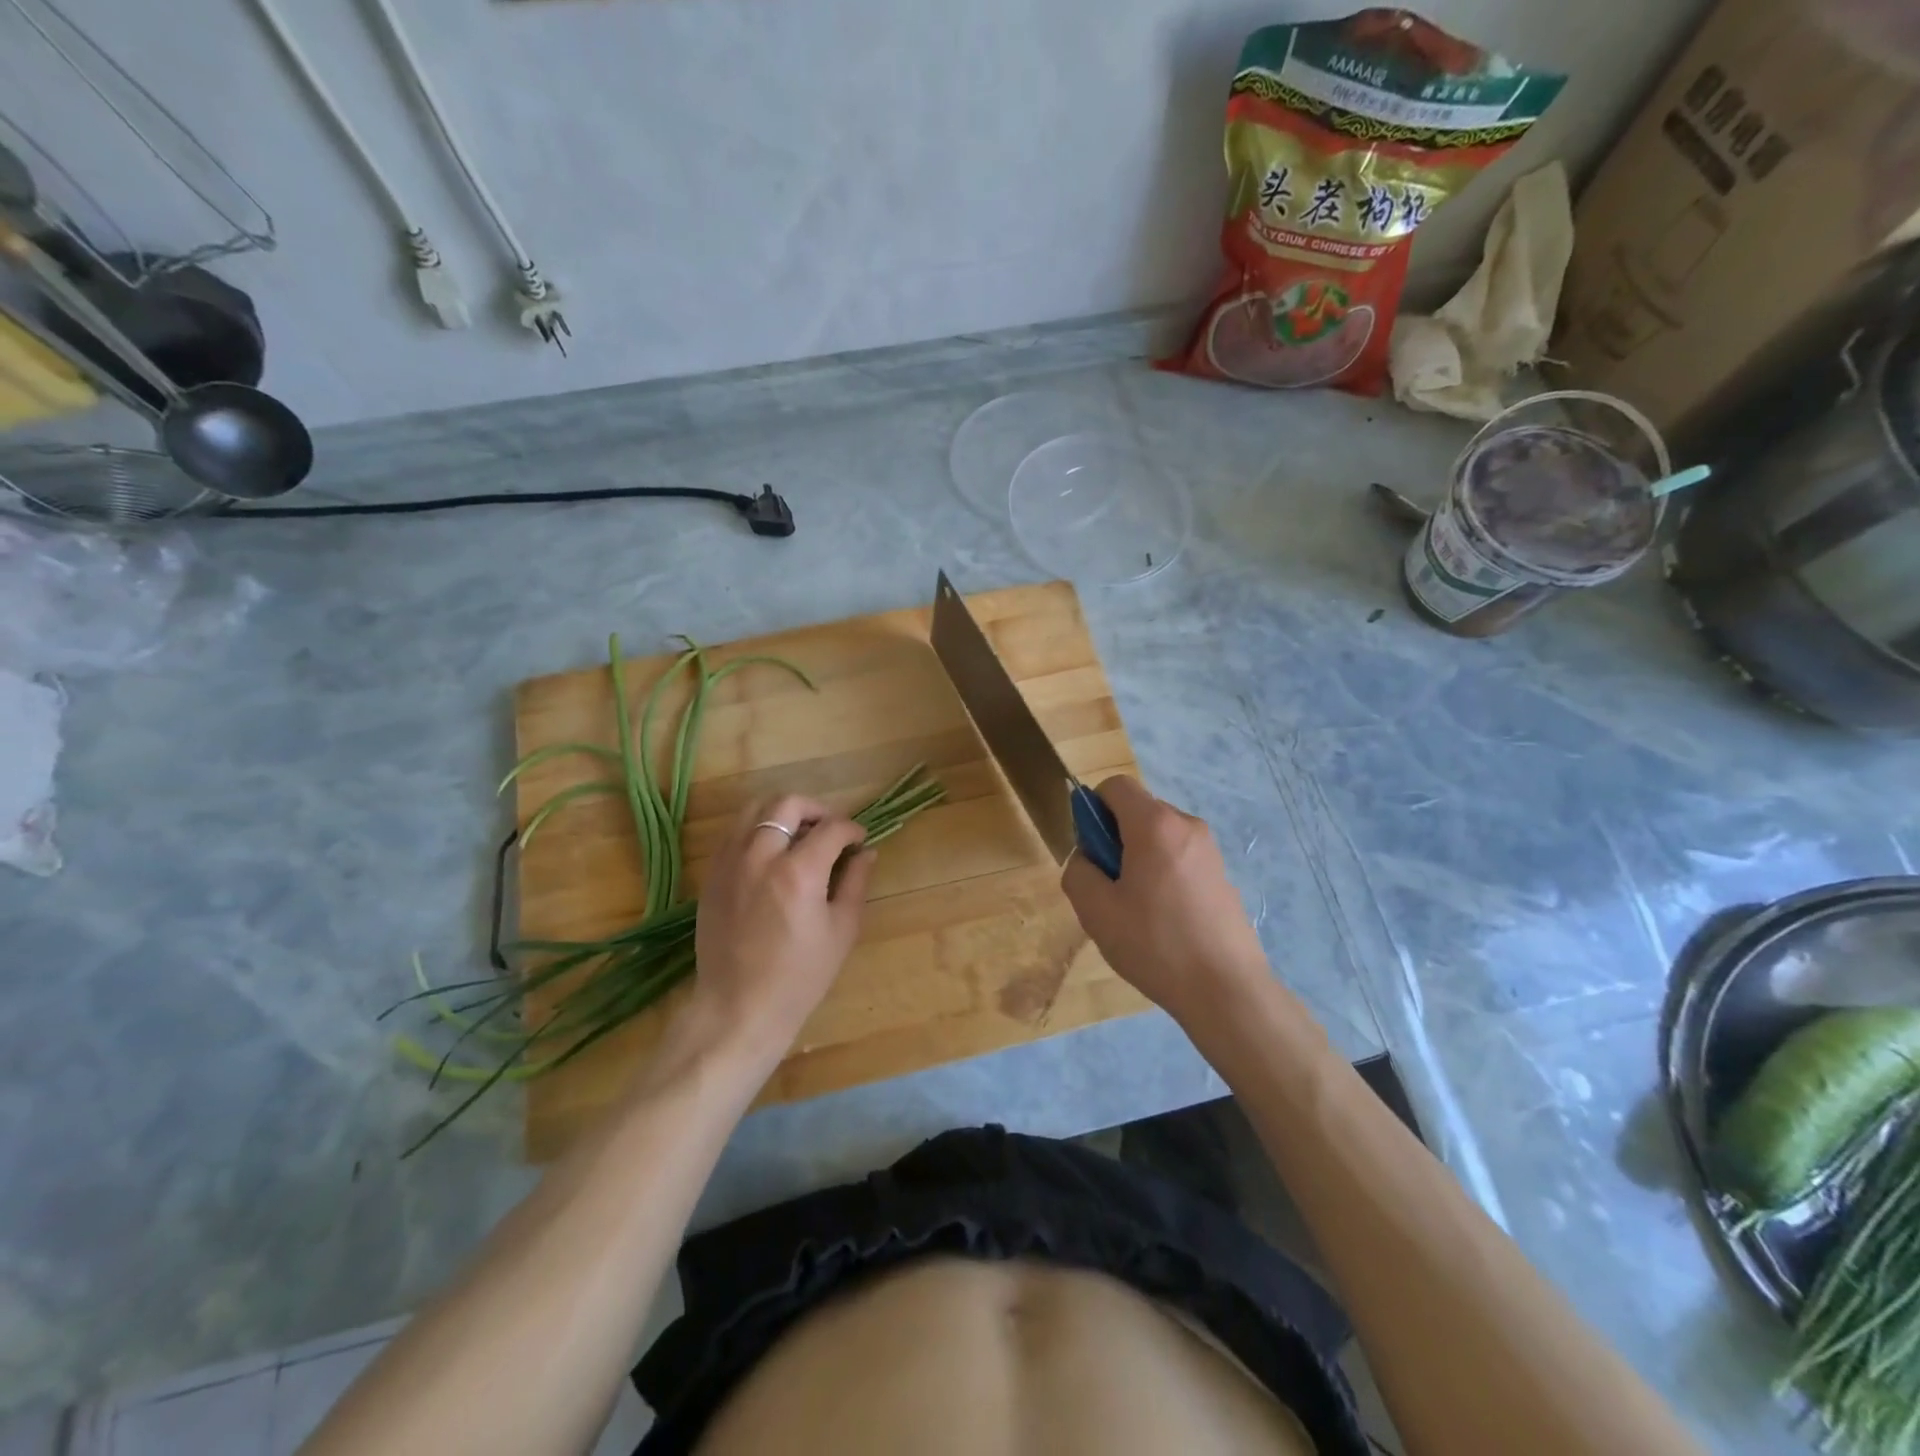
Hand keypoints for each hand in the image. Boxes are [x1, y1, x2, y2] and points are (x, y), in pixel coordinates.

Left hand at [689, 794, 874, 1058]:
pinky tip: (771, 855)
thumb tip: (866, 852)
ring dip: (783, 814)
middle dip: (816, 809)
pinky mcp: (712, 875)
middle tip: (830, 830)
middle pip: (787, 804)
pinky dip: (757, 831)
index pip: (831, 828)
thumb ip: (856, 883)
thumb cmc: (799, 977)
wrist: (739, 1008)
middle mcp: (760, 856)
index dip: (852, 829)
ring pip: (755, 810)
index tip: (859, 841)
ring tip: (798, 836)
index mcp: (798, 872)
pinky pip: (734, 833)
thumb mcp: (841, 931)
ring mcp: (730, 863)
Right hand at [1061, 776, 1269, 1031]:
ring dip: (1138, 858)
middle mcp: (1187, 826)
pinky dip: (1162, 873)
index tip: (1090, 850)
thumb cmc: (1155, 944)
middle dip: (1115, 838)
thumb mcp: (1096, 910)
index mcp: (1155, 825)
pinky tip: (1163, 920)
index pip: (1115, 786)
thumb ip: (1079, 871)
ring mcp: (1210, 850)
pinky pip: (1179, 858)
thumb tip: (1087, 858)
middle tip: (1108, 887)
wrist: (1227, 989)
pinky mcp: (1222, 875)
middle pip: (1138, 811)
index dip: (1092, 808)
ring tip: (1135, 909)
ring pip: (1159, 837)